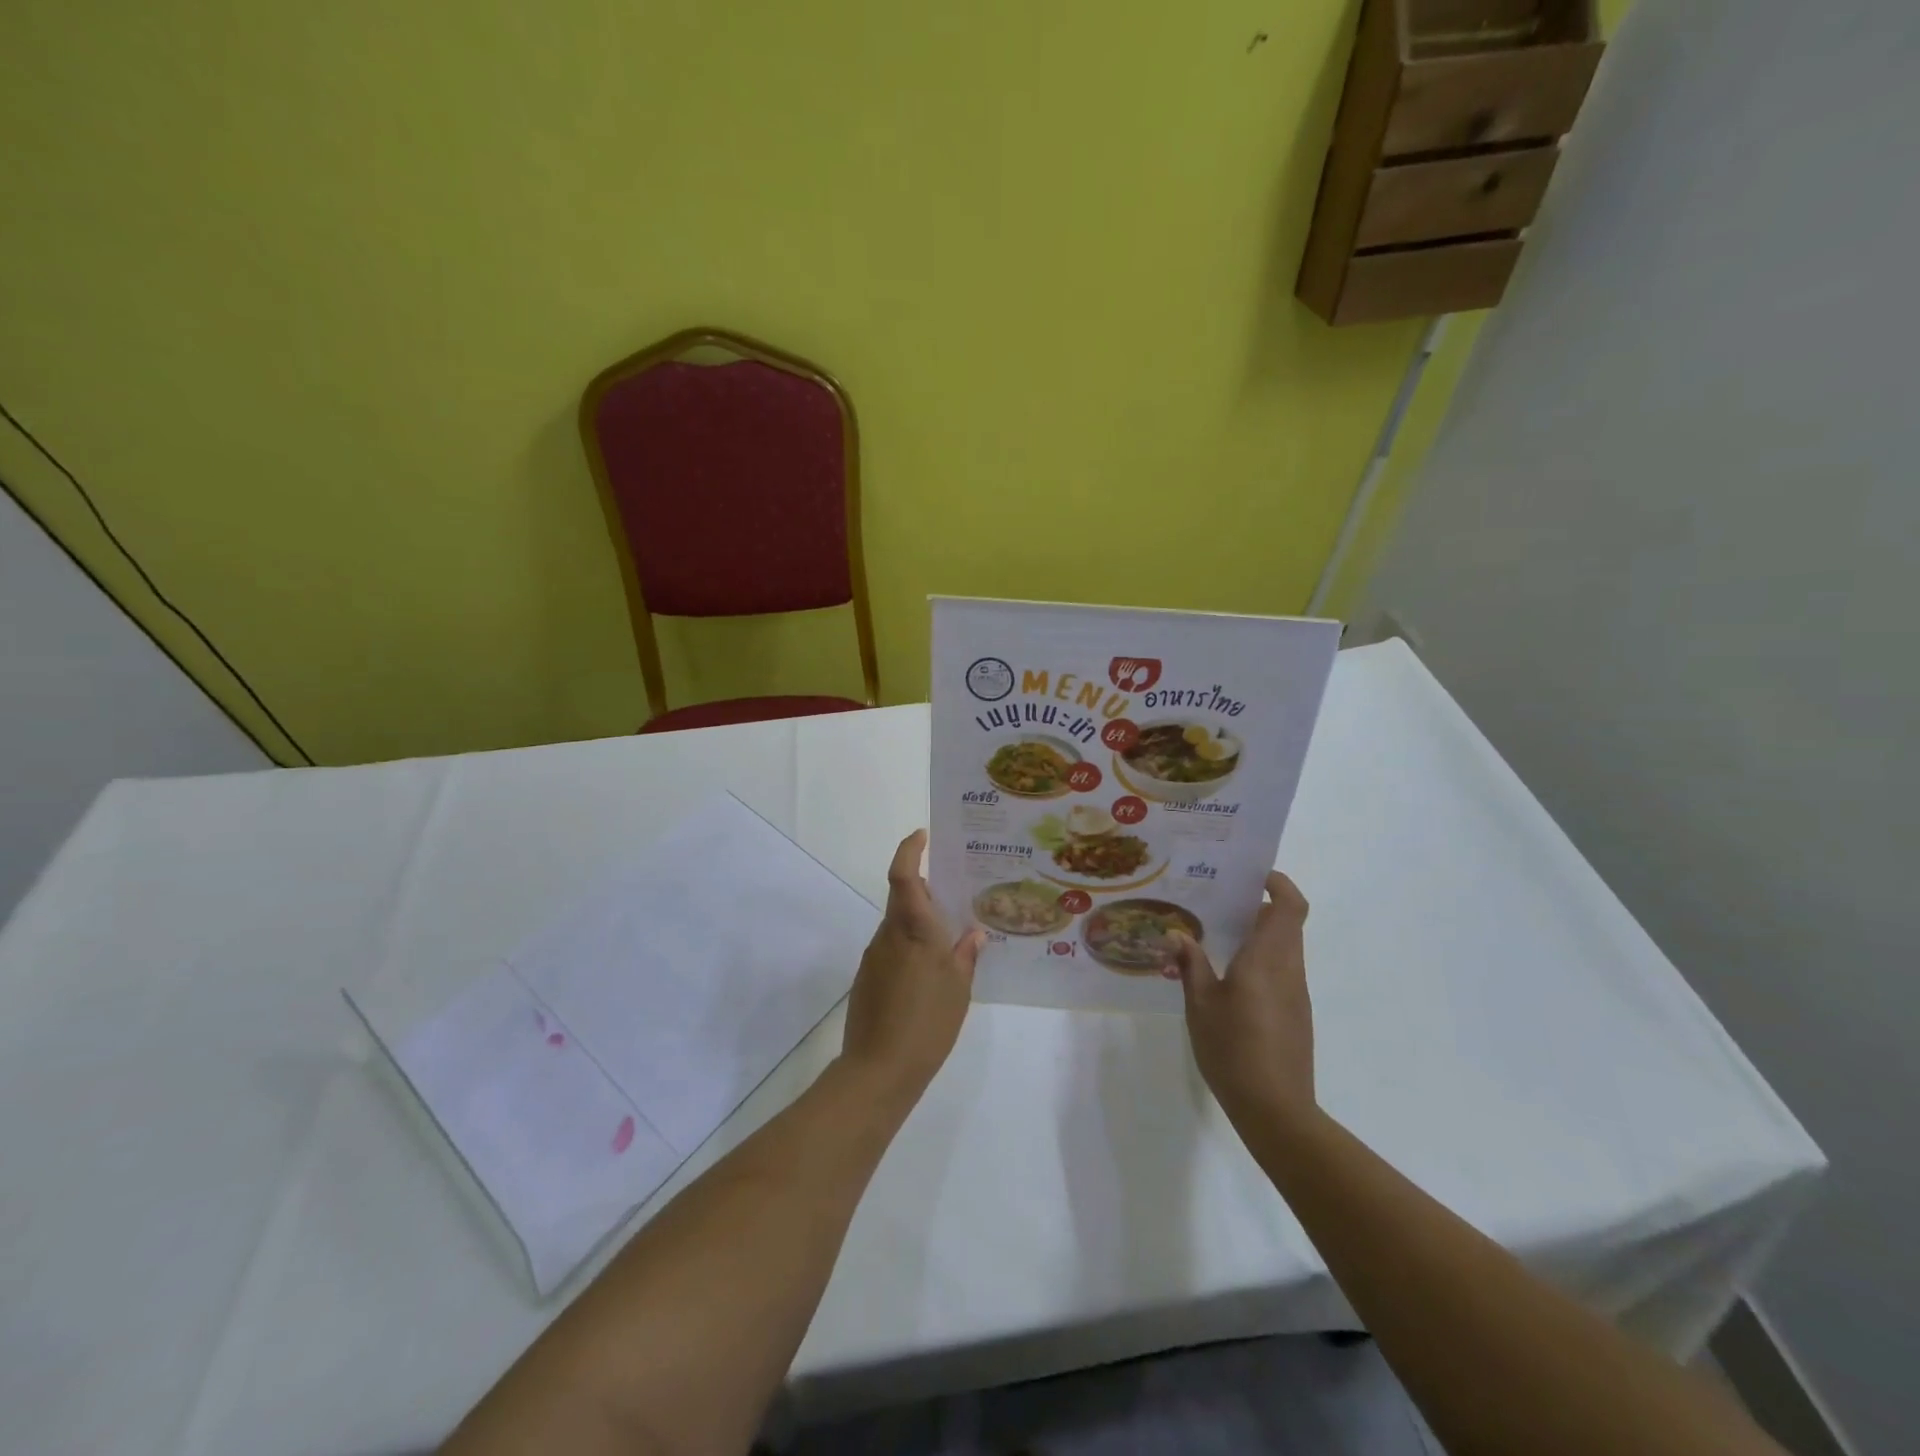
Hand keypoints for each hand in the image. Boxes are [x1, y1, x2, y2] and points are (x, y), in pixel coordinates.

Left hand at [841, 830, 982, 1103]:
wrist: (878, 1070)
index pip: (904, 874)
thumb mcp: (959, 989)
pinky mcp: (868, 978)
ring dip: (920, 924)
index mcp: (913, 928)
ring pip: (899, 925)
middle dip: (927, 892)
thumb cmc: (927, 1023)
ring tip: (951, 941)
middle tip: (957, 897)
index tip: (922, 834)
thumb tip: (974, 933)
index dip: (909, 849)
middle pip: (903, 898)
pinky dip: (910, 948)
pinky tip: (930, 974)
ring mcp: (874, 956)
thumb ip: (966, 955)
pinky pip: (892, 949)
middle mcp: (889, 934)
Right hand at [1172, 871, 1316, 1128]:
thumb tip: (1176, 933)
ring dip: (1259, 934)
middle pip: (1287, 923)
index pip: (1289, 907)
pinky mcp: (1296, 1013)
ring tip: (1217, 935)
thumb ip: (1190, 964)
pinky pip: (1282, 970)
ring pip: (1285, 947)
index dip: (1279, 883)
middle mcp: (1289, 969)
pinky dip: (1262, 959)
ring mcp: (1296, 993)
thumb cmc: (1233, 1049)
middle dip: (1259, 906)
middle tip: (1220, 902)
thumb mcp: (1200, 1005)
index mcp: (1267, 959)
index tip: (1252, 875)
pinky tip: (1229, 976)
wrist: (1276, 1109)